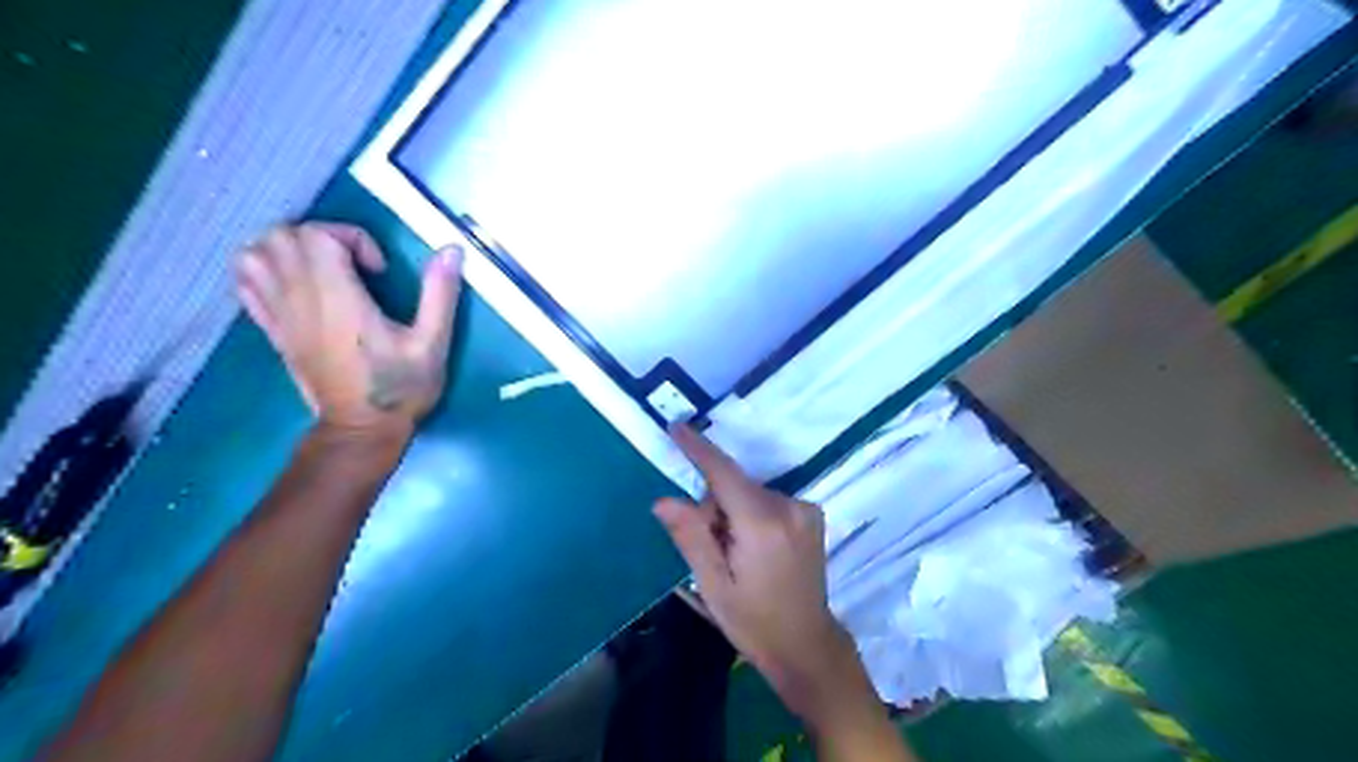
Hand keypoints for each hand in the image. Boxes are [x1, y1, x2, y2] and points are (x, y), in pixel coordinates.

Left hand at [236, 224, 463, 432]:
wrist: (361, 429)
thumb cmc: (400, 387)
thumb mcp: (432, 343)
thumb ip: (440, 294)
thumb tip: (451, 250)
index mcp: (337, 299)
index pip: (317, 235)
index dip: (351, 237)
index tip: (379, 270)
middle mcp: (299, 300)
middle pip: (282, 236)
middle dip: (322, 237)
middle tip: (354, 264)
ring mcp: (279, 316)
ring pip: (255, 254)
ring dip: (288, 250)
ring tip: (325, 269)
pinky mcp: (273, 331)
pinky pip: (246, 284)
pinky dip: (265, 271)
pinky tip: (298, 285)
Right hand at [655, 425, 846, 711]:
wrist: (807, 644)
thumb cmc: (754, 621)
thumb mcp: (713, 585)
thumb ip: (691, 537)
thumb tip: (663, 500)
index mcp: (762, 524)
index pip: (723, 473)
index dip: (699, 449)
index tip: (677, 426)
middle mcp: (789, 506)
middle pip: (735, 486)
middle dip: (715, 507)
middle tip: (714, 549)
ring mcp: (805, 509)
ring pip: (750, 493)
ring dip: (734, 512)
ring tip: (738, 555)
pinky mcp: (811, 513)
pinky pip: (767, 500)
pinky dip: (752, 514)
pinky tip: (756, 548)